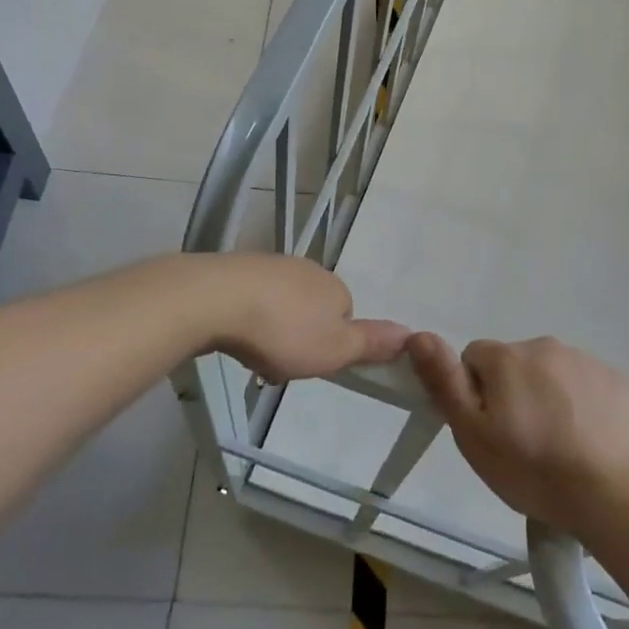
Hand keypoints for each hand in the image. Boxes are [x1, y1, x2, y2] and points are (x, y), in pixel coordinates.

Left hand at [196, 254, 408, 382]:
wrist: (217, 299)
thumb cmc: (284, 331)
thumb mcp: (335, 349)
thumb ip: (371, 344)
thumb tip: (411, 334)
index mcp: (335, 288)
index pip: (345, 318)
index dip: (331, 345)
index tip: (311, 363)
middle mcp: (308, 270)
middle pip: (312, 310)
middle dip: (300, 336)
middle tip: (282, 362)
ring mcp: (271, 265)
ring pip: (281, 304)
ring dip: (272, 328)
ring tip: (254, 352)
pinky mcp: (238, 268)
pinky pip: (252, 298)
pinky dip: (248, 316)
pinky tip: (234, 333)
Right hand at [407, 333, 628, 542]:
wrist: (616, 493)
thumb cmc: (534, 468)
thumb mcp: (474, 435)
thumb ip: (445, 382)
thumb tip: (419, 336)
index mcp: (506, 357)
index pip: (474, 359)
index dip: (476, 394)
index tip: (489, 430)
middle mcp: (545, 346)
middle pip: (514, 365)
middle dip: (512, 394)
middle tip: (522, 443)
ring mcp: (586, 361)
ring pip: (551, 374)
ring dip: (547, 398)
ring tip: (559, 446)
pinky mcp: (617, 380)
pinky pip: (585, 385)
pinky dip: (581, 405)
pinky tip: (588, 440)